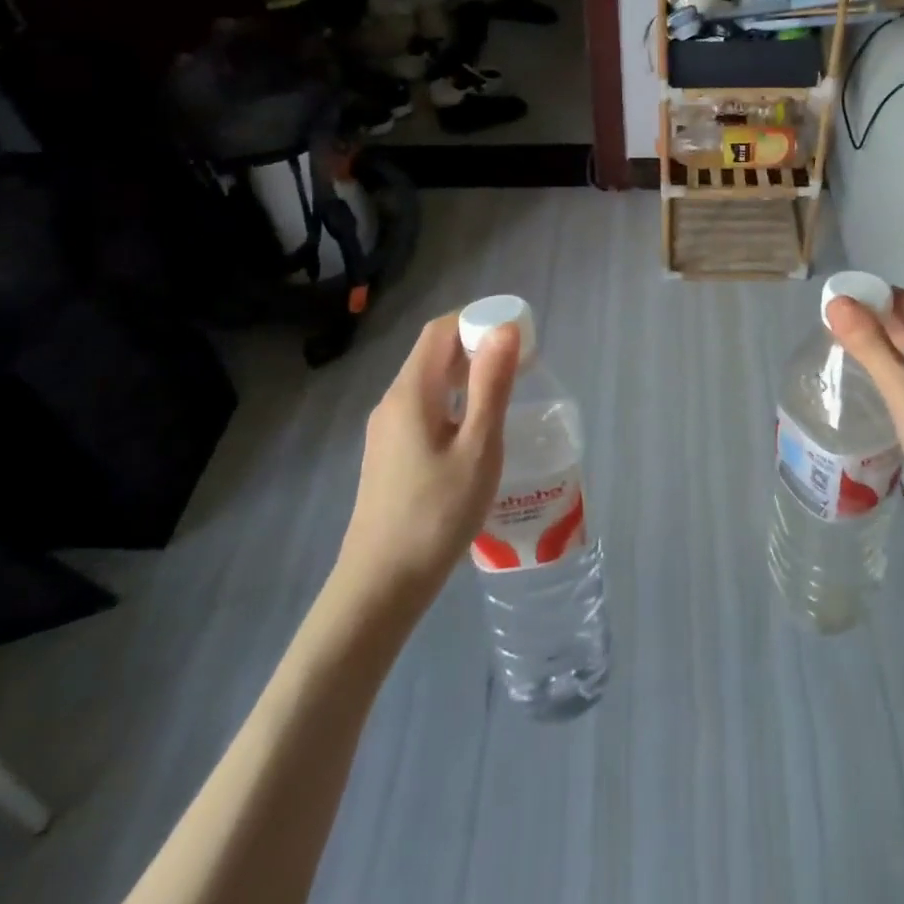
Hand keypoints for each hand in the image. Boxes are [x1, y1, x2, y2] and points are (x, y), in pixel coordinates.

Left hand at [340, 312, 519, 594]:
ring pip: (430, 382)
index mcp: (412, 392)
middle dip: (478, 344)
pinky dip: (456, 400)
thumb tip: (504, 329)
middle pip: (434, 353)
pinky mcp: (390, 454)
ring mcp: (387, 430)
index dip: (477, 318)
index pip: (441, 330)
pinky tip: (478, 428)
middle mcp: (393, 402)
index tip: (517, 330)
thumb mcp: (478, 447)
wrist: (381, 584)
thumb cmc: (437, 513)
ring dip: (468, 373)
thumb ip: (492, 385)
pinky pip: (426, 407)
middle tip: (522, 360)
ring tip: (508, 389)